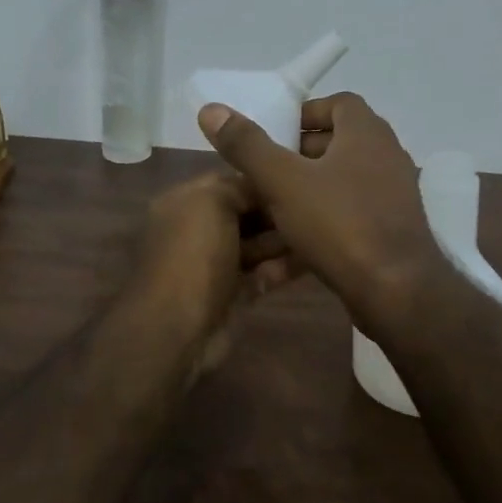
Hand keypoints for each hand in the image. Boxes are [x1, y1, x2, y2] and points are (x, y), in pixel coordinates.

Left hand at [129, 172, 299, 374]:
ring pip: (256, 244)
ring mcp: (216, 265)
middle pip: (244, 213)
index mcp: (184, 203)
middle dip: (275, 209)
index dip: (259, 178)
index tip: (295, 176)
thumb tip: (262, 187)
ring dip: (284, 238)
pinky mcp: (234, 295)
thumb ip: (238, 187)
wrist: (178, 326)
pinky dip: (285, 266)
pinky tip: (316, 257)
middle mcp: (198, 231)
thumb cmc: (193, 254)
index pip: (226, 182)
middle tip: (315, 203)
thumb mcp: (212, 201)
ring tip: (323, 227)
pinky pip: (264, 273)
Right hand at [196, 92, 449, 334]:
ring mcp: (391, 197)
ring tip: (268, 212)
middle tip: (263, 173)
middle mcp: (385, 157)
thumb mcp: (282, 181)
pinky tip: (288, 254)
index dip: (304, 114)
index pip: (339, 103)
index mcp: (366, 133)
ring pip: (339, 185)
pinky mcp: (390, 232)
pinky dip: (320, 226)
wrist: (396, 291)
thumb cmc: (339, 223)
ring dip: (305, 194)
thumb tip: (212, 109)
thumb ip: (247, 145)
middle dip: (297, 157)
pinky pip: (348, 218)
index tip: (274, 134)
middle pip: (337, 145)